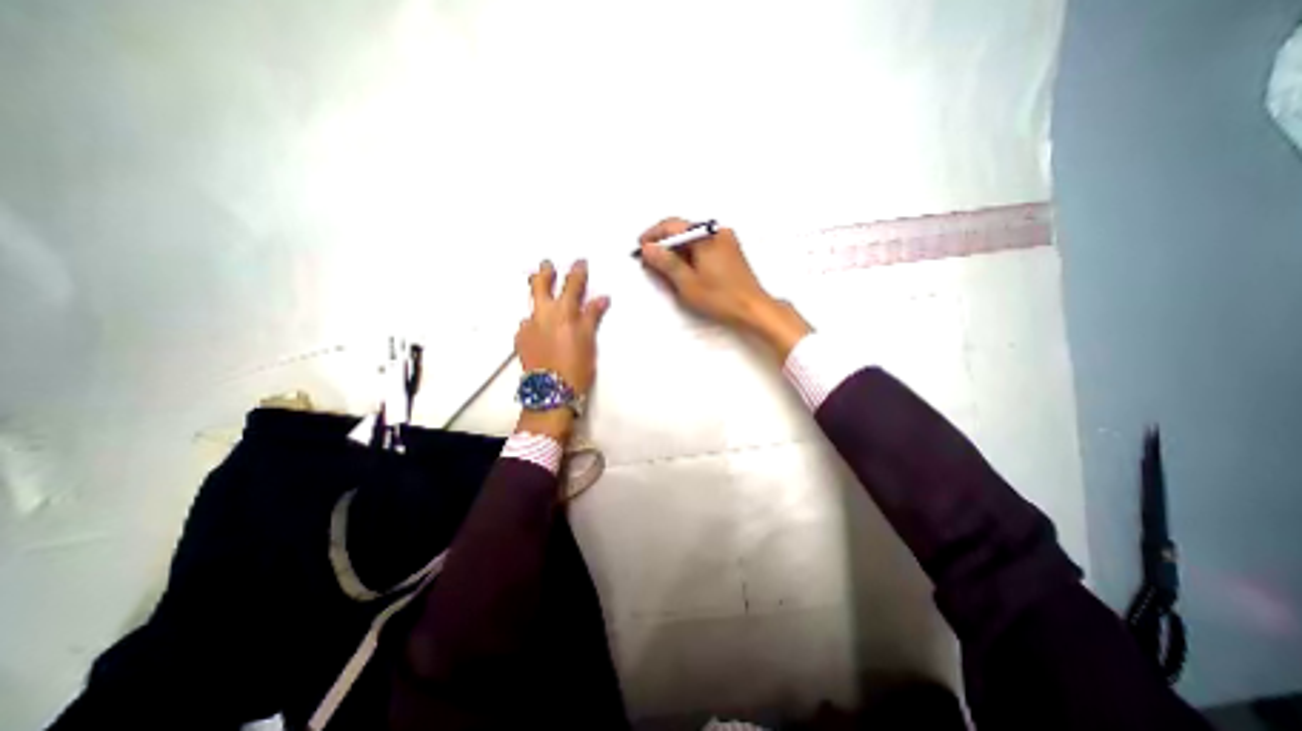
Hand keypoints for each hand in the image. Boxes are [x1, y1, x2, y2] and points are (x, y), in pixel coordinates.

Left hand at [515, 261, 610, 439]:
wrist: (550, 391)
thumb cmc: (577, 366)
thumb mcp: (589, 340)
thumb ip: (592, 316)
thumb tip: (601, 298)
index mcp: (564, 312)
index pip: (572, 285)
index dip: (577, 272)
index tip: (580, 261)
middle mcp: (543, 314)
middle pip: (541, 286)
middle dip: (545, 272)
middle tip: (547, 264)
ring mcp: (528, 326)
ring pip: (531, 303)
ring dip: (537, 295)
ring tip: (540, 294)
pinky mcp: (520, 339)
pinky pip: (526, 323)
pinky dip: (534, 321)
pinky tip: (537, 327)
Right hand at [639, 216, 811, 359]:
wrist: (753, 308)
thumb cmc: (720, 297)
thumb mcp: (687, 283)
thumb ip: (666, 263)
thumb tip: (648, 248)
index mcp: (705, 235)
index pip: (672, 225)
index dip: (653, 235)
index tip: (640, 248)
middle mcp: (716, 231)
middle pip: (683, 230)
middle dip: (664, 243)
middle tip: (650, 260)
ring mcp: (726, 239)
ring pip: (693, 238)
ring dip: (676, 249)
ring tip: (665, 268)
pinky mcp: (731, 250)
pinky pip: (704, 245)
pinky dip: (690, 254)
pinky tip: (685, 269)